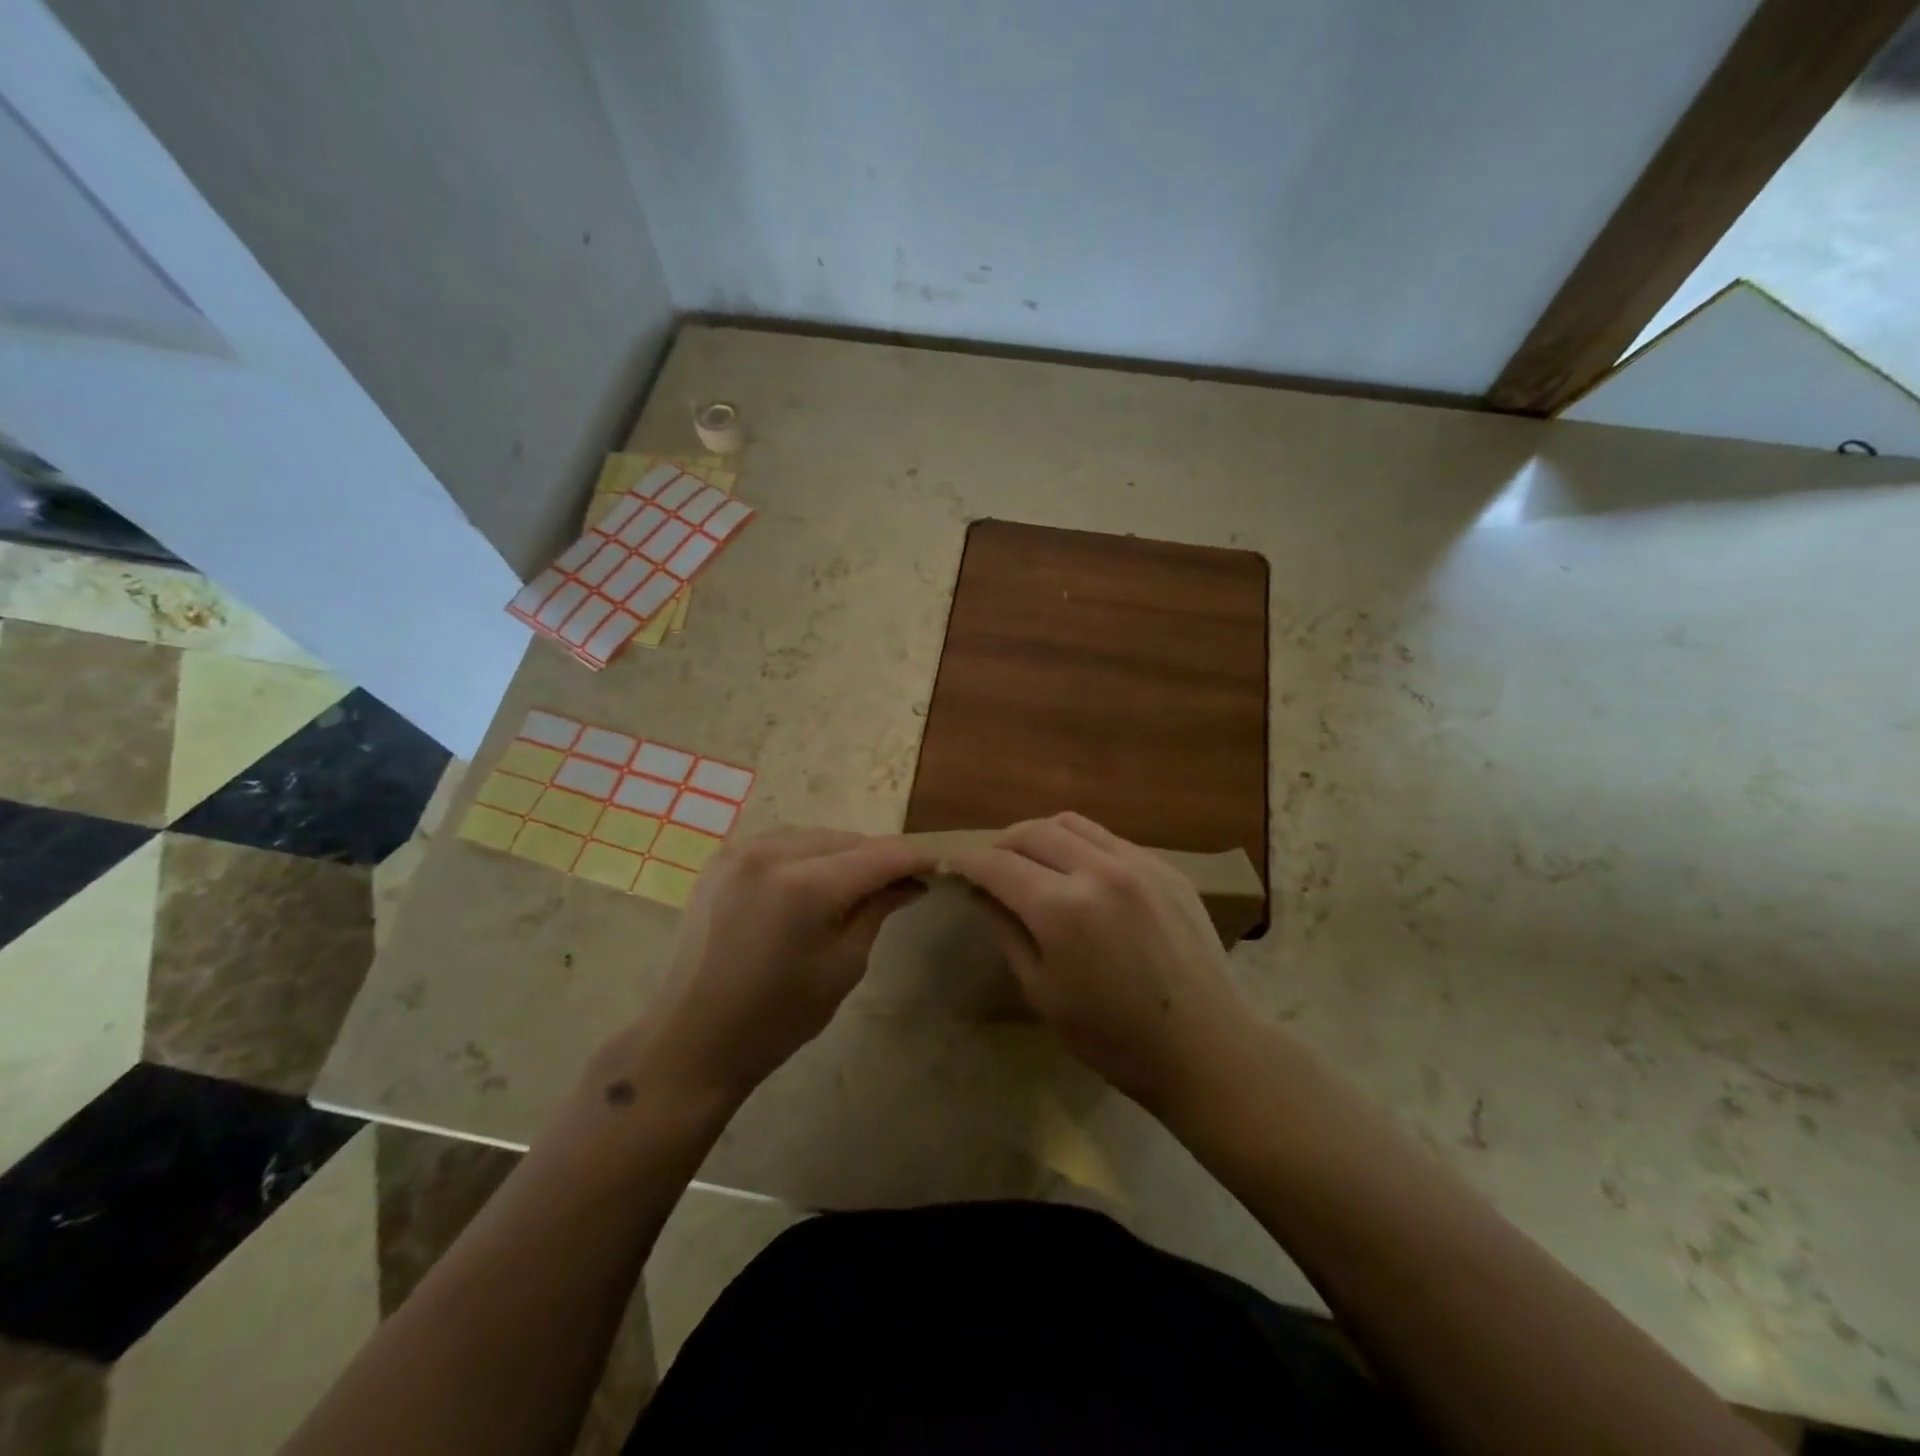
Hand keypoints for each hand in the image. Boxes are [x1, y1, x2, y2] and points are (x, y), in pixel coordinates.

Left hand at [615, 828, 933, 1107]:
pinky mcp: (722, 859)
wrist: (693, 1040)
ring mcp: (741, 851)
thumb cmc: (778, 1017)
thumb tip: (912, 881)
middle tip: (902, 883)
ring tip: (859, 885)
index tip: (939, 867)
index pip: (879, 855)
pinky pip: (781, 842)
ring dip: (844, 854)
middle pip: (848, 839)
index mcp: (806, 885)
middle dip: (879, 857)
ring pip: (815, 836)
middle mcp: (772, 853)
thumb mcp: (844, 966)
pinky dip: (808, 855)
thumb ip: (878, 909)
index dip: (914, 858)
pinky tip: (814, 881)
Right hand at [951, 813, 1251, 1115]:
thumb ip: (1007, 932)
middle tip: (989, 867)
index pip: (997, 864)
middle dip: (1000, 843)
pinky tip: (1081, 874)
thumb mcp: (1042, 992)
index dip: (967, 862)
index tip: (951, 867)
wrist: (1206, 1048)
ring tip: (1031, 861)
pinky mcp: (1167, 868)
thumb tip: (982, 894)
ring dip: (1040, 835)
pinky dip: (1081, 846)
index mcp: (1062, 908)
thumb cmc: (1114, 1038)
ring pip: (1072, 823)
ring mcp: (1139, 863)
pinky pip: (1110, 839)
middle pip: (1032, 831)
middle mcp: (1099, 870)